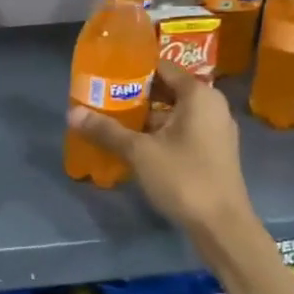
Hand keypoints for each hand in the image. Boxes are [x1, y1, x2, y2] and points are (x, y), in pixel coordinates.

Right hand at [67, 63, 253, 232]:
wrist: (222, 226)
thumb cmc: (183, 177)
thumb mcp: (139, 152)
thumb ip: (106, 130)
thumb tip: (71, 112)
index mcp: (199, 95)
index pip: (163, 67)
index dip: (133, 68)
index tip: (105, 73)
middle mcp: (212, 106)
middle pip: (167, 89)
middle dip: (135, 94)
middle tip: (102, 96)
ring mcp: (215, 130)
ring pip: (173, 112)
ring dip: (145, 116)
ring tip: (111, 119)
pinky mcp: (213, 151)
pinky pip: (181, 130)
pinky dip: (158, 132)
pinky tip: (133, 143)